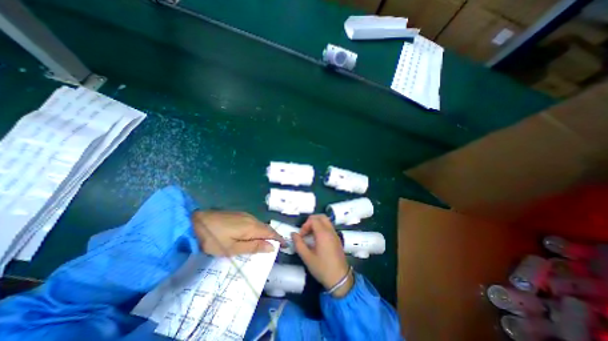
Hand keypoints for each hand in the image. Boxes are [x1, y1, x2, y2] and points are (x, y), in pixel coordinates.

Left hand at [192, 210, 285, 255]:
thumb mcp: (232, 248)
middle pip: (267, 228)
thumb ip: (253, 247)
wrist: (196, 221)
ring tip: (266, 243)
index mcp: (252, 227)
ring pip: (260, 225)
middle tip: (277, 246)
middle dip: (273, 236)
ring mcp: (245, 215)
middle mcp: (252, 219)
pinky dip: (258, 229)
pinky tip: (253, 235)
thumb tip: (271, 247)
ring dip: (266, 233)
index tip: (286, 245)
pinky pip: (254, 222)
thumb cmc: (213, 239)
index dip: (279, 239)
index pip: (270, 233)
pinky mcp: (239, 215)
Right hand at [291, 215, 353, 296]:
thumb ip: (298, 244)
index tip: (301, 237)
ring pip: (326, 221)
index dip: (305, 225)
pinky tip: (318, 239)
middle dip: (311, 221)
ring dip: (317, 224)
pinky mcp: (337, 238)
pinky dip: (322, 228)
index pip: (313, 219)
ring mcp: (335, 234)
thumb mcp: (307, 257)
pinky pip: (329, 227)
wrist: (340, 279)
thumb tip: (293, 234)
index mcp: (323, 233)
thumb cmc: (322, 268)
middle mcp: (330, 231)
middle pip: (321, 217)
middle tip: (306, 232)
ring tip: (310, 236)